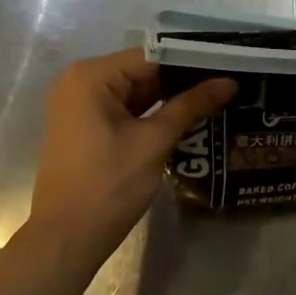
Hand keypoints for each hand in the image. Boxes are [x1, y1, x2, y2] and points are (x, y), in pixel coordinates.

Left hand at [28, 50, 235, 268]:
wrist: (66, 239)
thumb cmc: (109, 185)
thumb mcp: (154, 142)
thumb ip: (191, 106)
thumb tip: (229, 82)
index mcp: (91, 76)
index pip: (152, 55)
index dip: (192, 61)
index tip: (229, 65)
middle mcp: (79, 82)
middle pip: (142, 71)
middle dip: (183, 81)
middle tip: (228, 84)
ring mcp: (79, 106)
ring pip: (135, 93)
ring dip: (170, 99)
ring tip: (217, 99)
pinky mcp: (84, 128)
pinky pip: (124, 111)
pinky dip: (151, 115)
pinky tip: (187, 120)